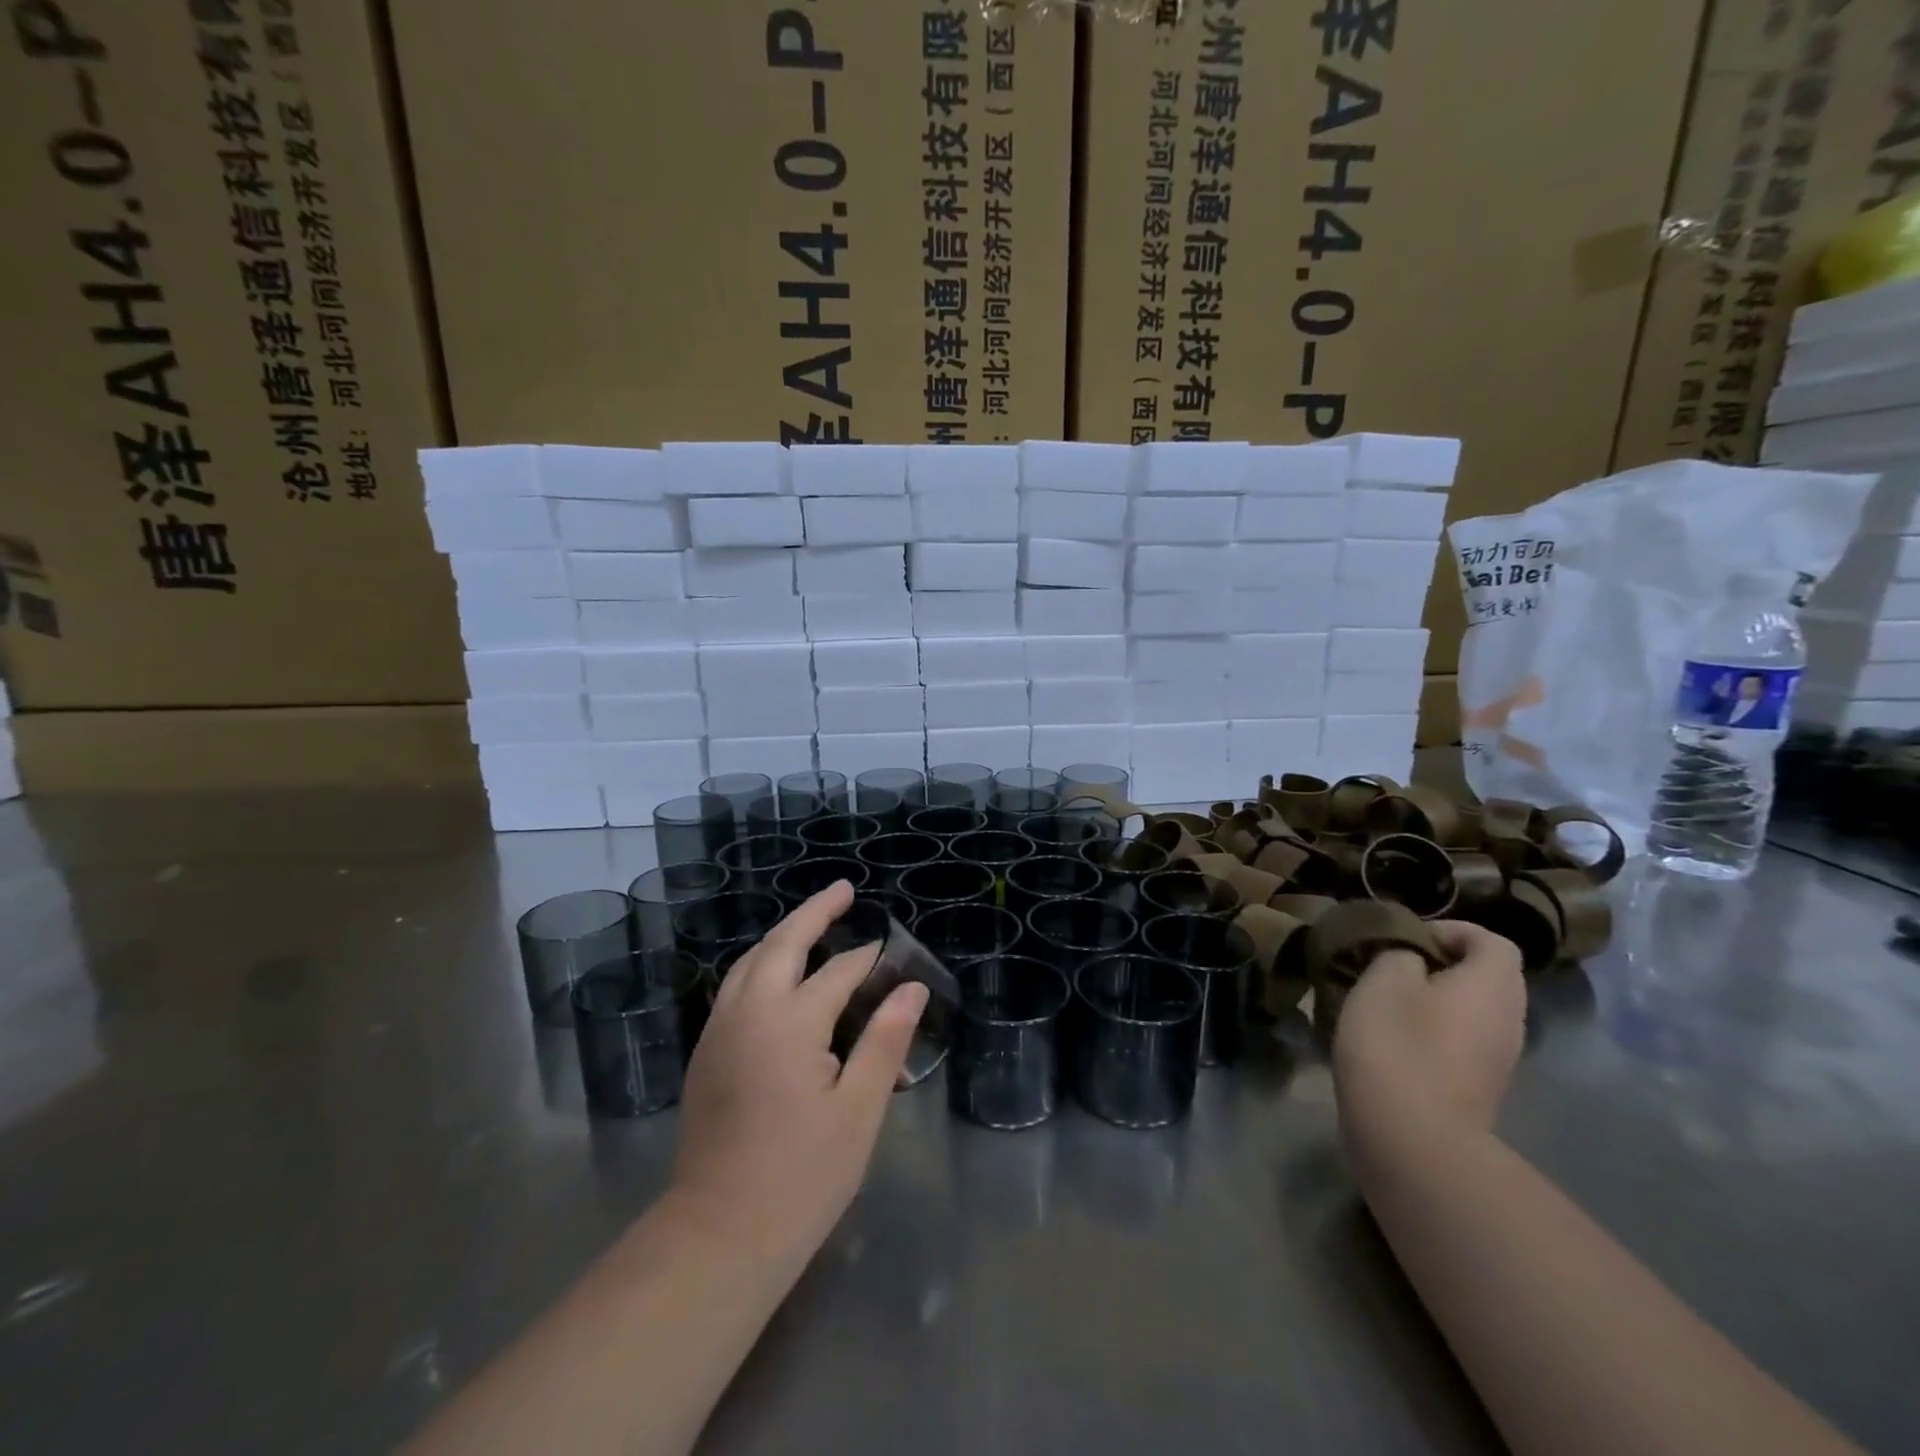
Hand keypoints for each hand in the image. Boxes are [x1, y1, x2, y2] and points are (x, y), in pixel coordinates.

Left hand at [667, 881, 928, 1276]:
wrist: (718, 1236)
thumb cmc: (801, 1176)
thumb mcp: (859, 1111)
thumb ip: (885, 1041)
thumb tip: (911, 988)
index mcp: (791, 1022)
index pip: (839, 972)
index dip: (869, 960)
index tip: (893, 952)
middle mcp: (749, 1012)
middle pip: (783, 944)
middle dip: (814, 912)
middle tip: (844, 891)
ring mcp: (720, 1030)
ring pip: (750, 961)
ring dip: (782, 935)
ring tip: (811, 923)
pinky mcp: (706, 1053)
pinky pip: (735, 986)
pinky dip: (760, 963)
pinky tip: (776, 975)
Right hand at [1332, 920, 1525, 1156]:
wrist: (1411, 1137)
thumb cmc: (1398, 1043)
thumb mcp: (1384, 979)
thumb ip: (1400, 954)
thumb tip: (1412, 960)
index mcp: (1493, 986)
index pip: (1492, 941)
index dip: (1450, 930)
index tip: (1405, 939)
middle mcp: (1509, 1021)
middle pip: (1485, 977)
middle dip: (1438, 966)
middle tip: (1389, 968)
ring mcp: (1498, 1061)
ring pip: (1470, 1012)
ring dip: (1431, 1002)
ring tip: (1382, 1003)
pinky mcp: (1476, 1090)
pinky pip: (1458, 1044)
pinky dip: (1429, 1034)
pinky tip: (1389, 1042)